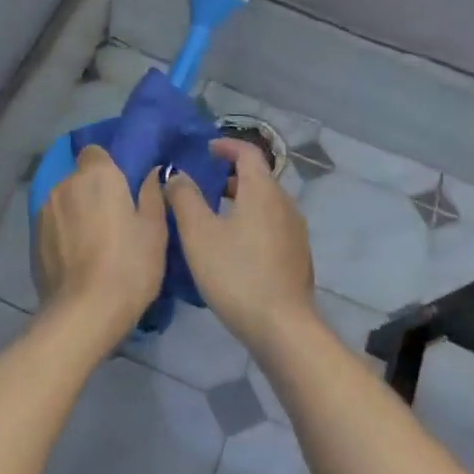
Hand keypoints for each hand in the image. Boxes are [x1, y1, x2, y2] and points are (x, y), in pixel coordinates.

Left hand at [35, 145, 167, 339]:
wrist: (85, 312)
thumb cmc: (129, 265)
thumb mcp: (154, 230)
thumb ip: (152, 194)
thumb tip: (152, 173)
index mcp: (96, 176)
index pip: (95, 152)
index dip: (108, 167)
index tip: (123, 189)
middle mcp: (64, 185)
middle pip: (79, 178)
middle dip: (93, 192)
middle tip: (115, 220)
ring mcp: (44, 212)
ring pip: (65, 202)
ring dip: (77, 213)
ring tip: (95, 244)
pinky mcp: (34, 239)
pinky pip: (54, 225)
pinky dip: (64, 234)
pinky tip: (78, 259)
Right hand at [165, 138, 314, 348]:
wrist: (282, 327)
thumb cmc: (236, 273)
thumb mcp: (199, 234)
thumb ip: (184, 198)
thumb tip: (176, 173)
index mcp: (263, 191)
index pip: (248, 153)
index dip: (227, 146)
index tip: (206, 150)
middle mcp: (285, 204)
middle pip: (258, 178)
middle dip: (229, 176)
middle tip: (201, 185)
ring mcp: (295, 232)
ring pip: (265, 204)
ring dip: (240, 201)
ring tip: (212, 217)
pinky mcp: (297, 257)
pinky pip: (271, 226)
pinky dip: (251, 222)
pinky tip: (233, 247)